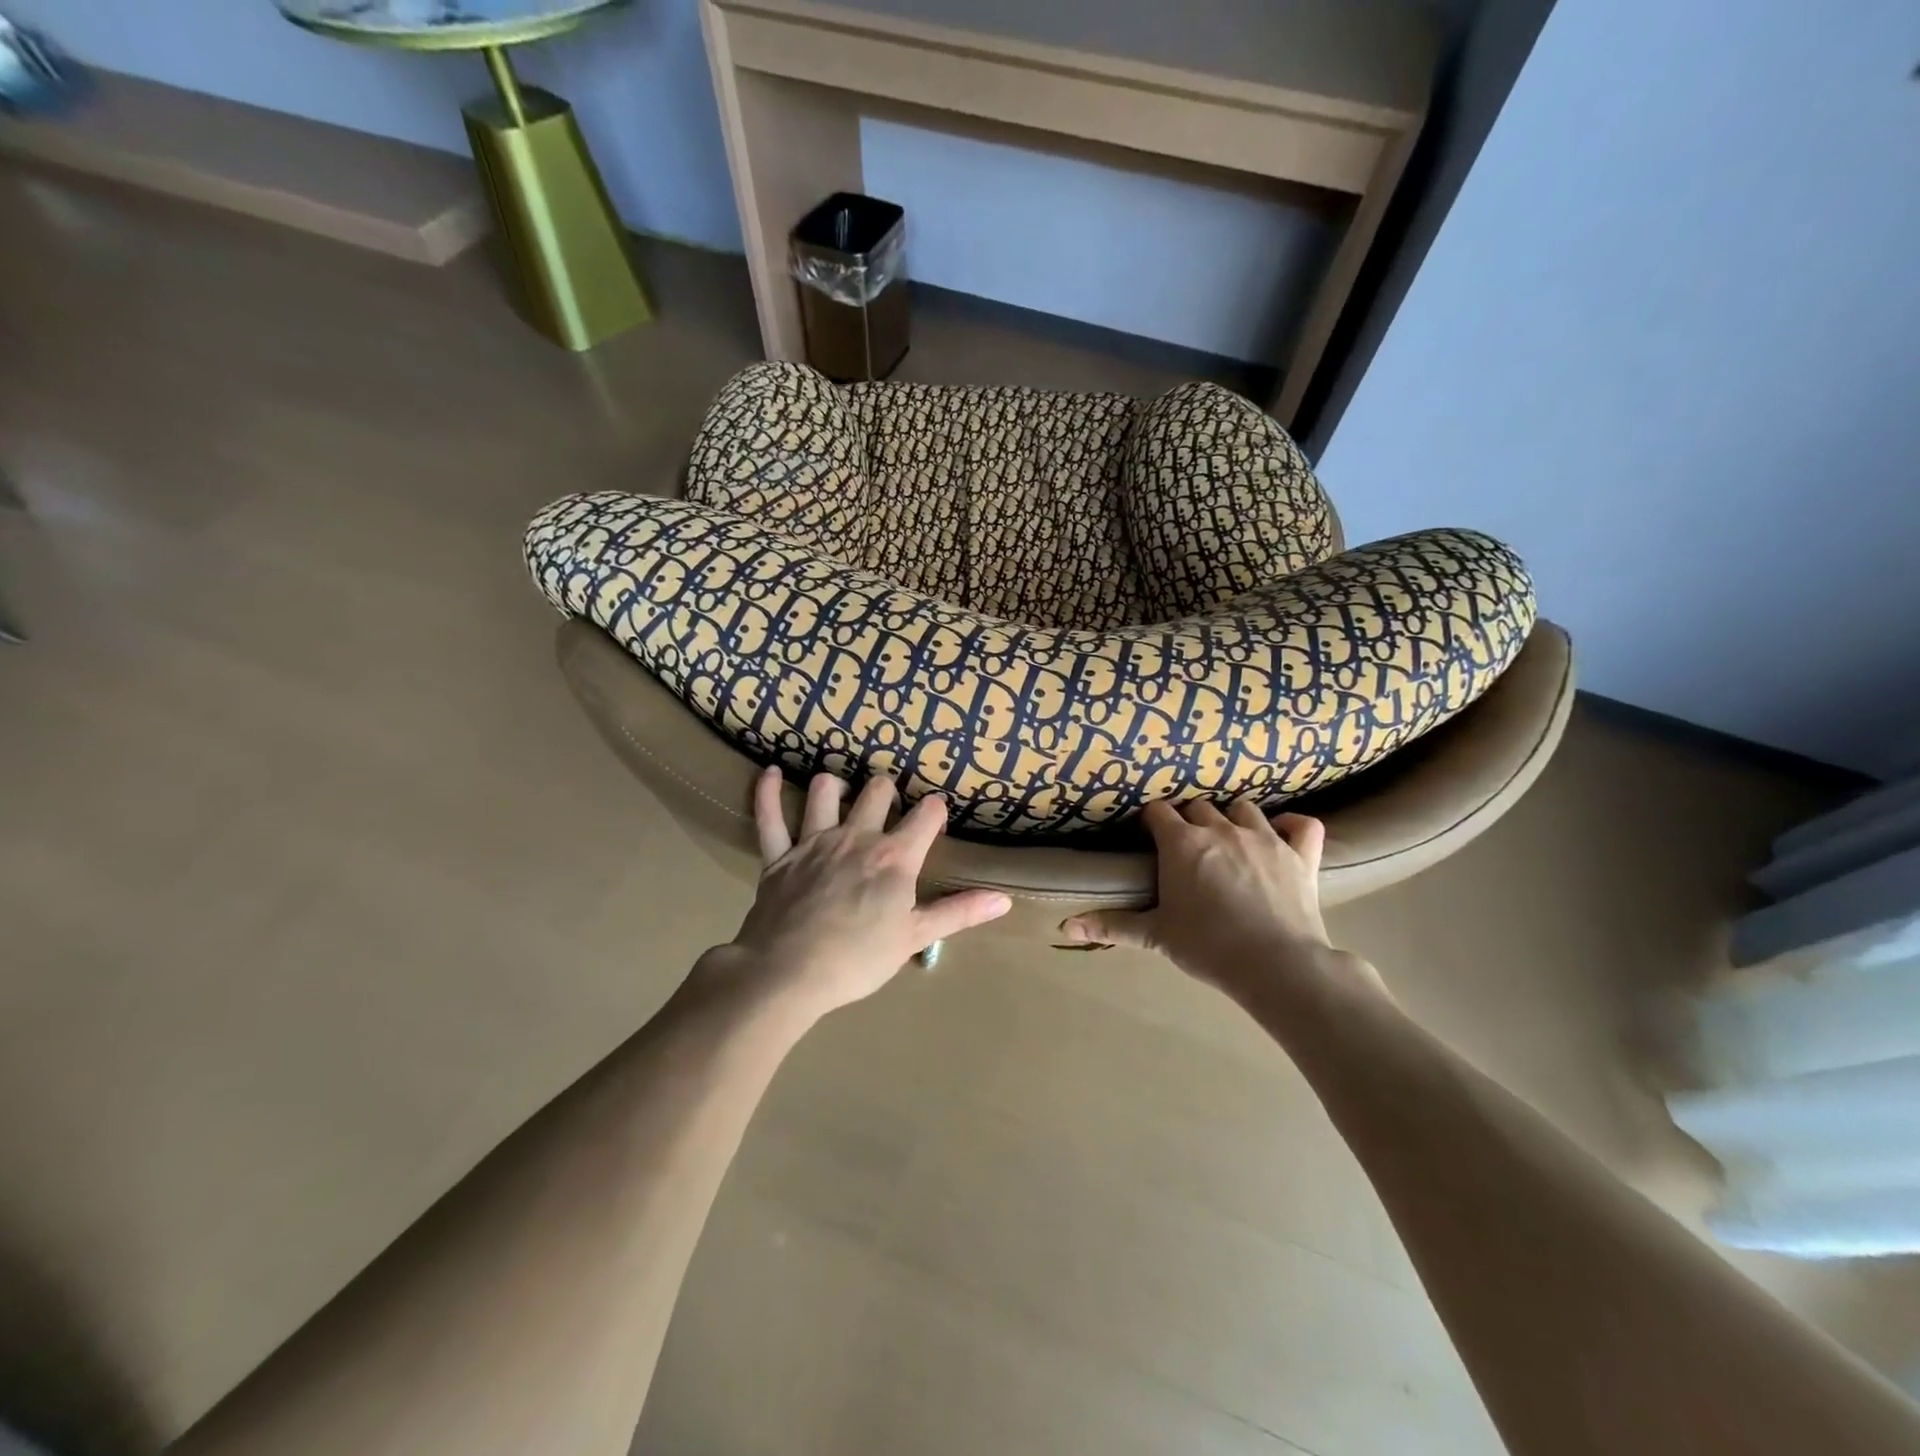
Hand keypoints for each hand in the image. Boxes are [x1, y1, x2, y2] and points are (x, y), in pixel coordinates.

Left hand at [699, 768, 1011, 1020]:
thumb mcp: (914, 937)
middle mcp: (857, 836)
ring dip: (836, 786)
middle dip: (888, 790)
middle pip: (877, 790)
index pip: (927, 814)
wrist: (787, 973)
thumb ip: (959, 913)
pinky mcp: (778, 855)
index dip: (935, 810)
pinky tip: (772, 773)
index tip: (936, 817)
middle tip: (889, 806)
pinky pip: (769, 815)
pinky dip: (768, 792)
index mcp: (894, 857)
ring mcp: (814, 841)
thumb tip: (1004, 899)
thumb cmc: (858, 959)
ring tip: (842, 794)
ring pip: (826, 791)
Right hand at [1060, 801, 1382, 1007]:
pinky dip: (1292, 826)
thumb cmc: (1208, 946)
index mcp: (1183, 843)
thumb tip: (1066, 926)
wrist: (1277, 965)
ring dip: (1233, 818)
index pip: (1159, 812)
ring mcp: (1265, 837)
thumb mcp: (1155, 935)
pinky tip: (1283, 836)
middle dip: (1190, 820)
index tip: (1150, 836)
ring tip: (1229, 838)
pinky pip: (1302, 824)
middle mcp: (1221, 829)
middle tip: (1188, 846)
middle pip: (1199, 806)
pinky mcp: (1300, 853)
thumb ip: (1112, 924)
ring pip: (1244, 808)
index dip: (1152, 821)